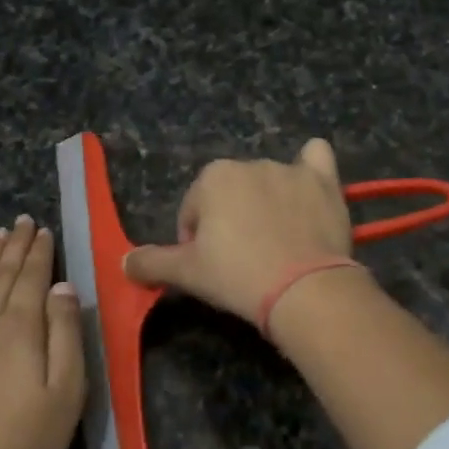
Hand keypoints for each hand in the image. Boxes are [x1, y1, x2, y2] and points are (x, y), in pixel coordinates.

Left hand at [0, 215, 85, 448]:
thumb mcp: (67, 389)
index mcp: (20, 327)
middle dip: (15, 246)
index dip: (39, 252)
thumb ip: (66, 333)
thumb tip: (62, 287)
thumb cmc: (27, 438)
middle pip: (2, 274)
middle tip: (22, 221)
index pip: (32, 277)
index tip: (43, 229)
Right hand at [123, 139, 358, 325]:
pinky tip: (310, 187)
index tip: (212, 268)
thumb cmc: (237, 276)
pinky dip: (311, 169)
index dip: (197, 241)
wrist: (304, 289)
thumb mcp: (186, 273)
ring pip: (270, 184)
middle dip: (232, 221)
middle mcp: (250, 163)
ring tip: (278, 246)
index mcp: (212, 177)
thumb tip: (123, 262)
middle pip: (231, 195)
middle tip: (242, 261)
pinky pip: (316, 158)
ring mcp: (290, 170)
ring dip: (267, 206)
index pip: (194, 210)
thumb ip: (151, 263)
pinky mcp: (325, 182)